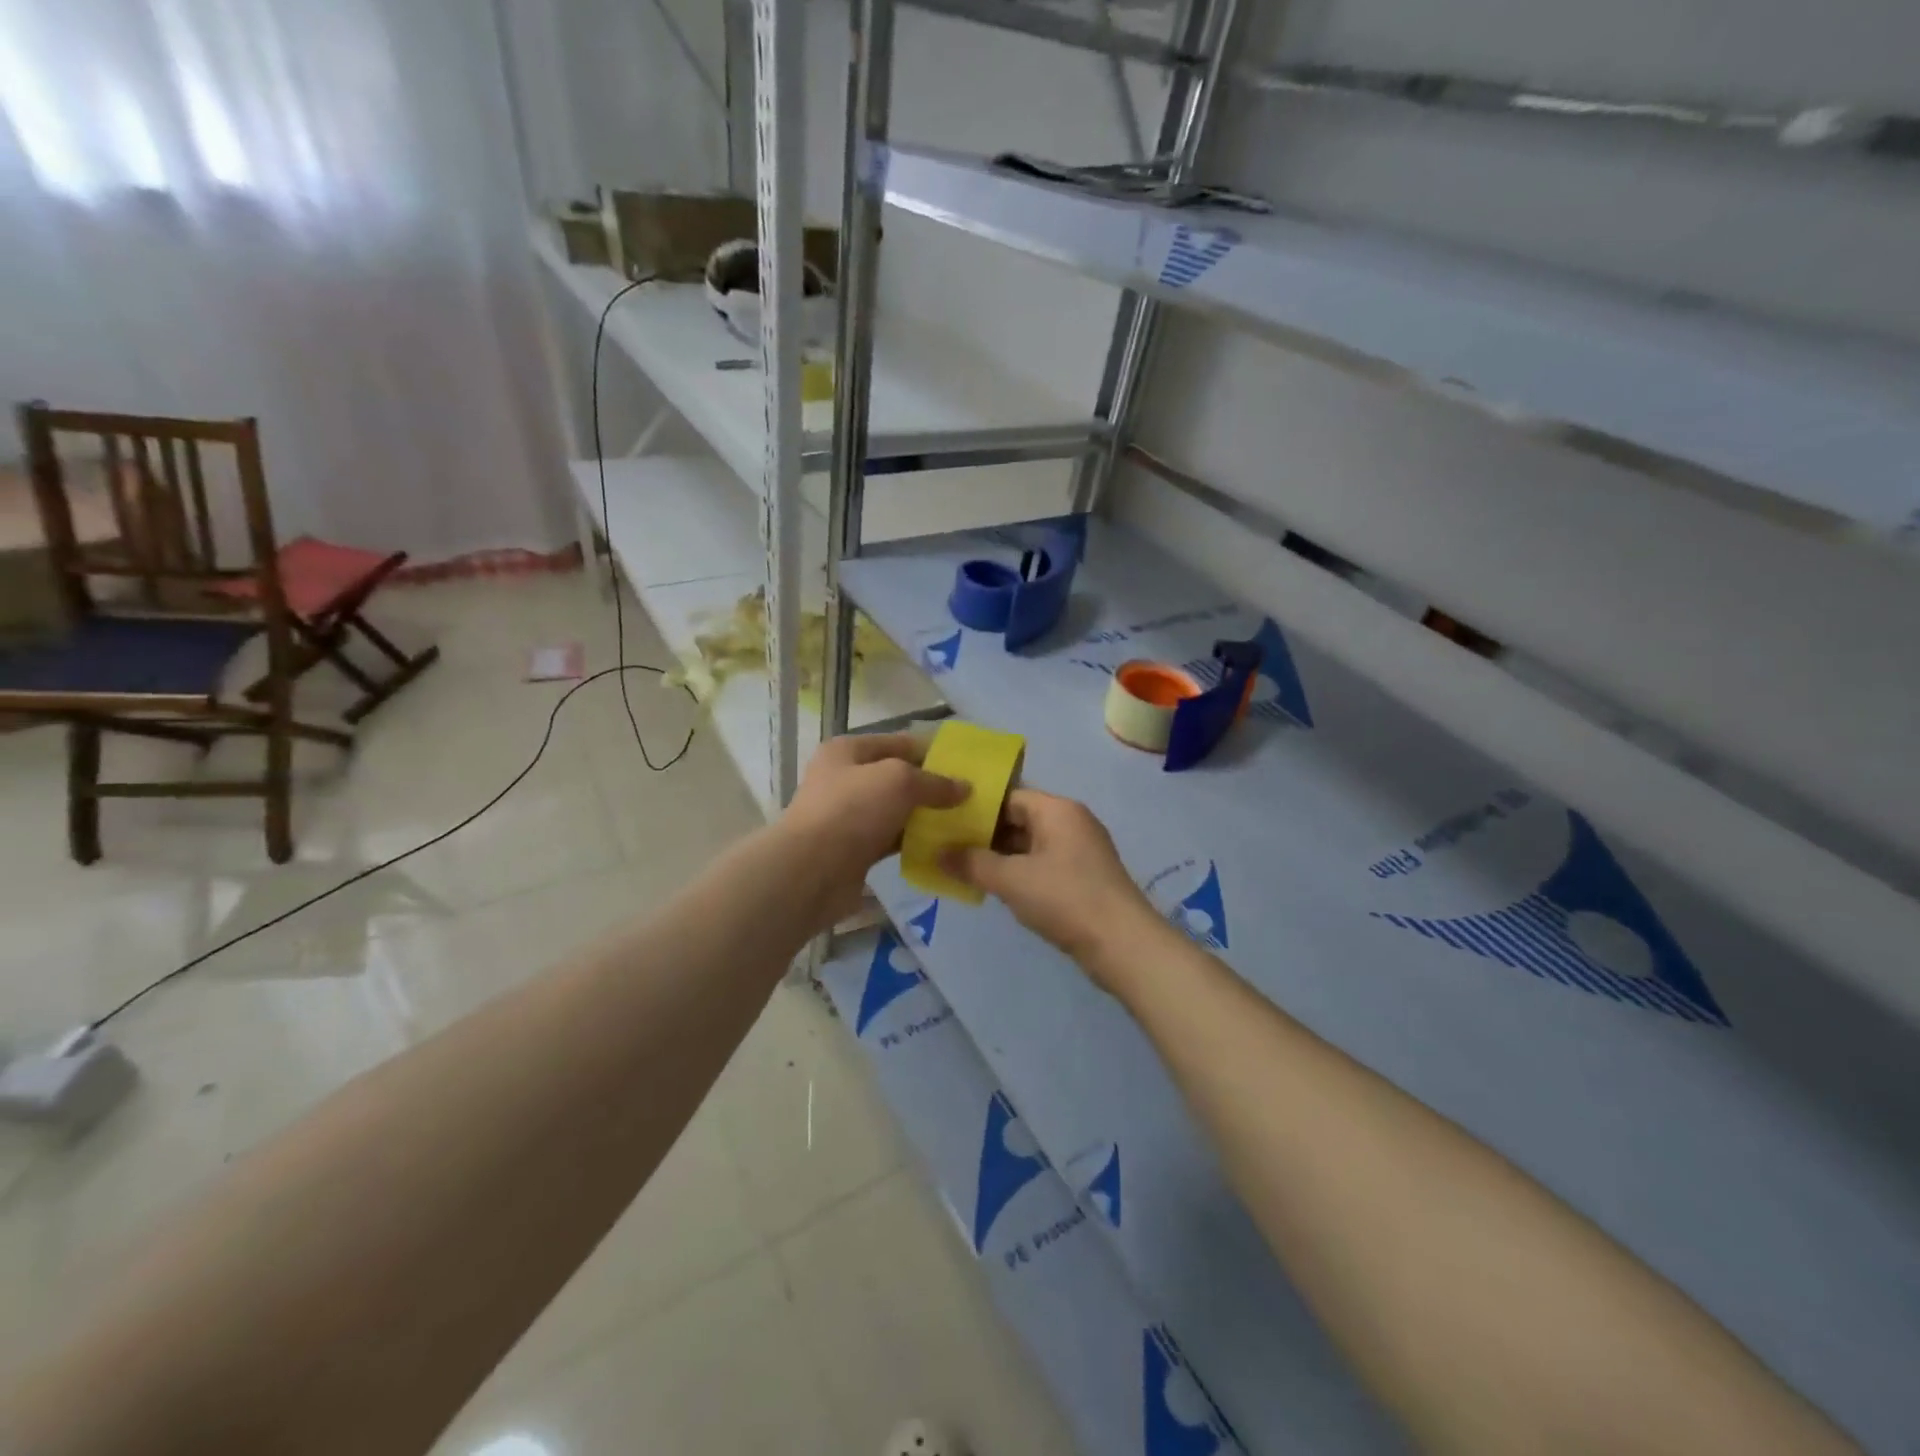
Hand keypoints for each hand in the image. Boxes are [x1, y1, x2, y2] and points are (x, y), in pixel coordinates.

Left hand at [780, 731, 967, 920]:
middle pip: (897, 778)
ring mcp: (848, 817)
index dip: (931, 751)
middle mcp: (844, 779)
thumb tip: (964, 788)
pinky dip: (912, 842)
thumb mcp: (899, 781)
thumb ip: (934, 782)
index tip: (965, 766)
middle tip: (969, 798)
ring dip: (924, 817)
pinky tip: (941, 847)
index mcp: (847, 751)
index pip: (898, 742)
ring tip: (962, 823)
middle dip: (931, 787)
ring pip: (896, 811)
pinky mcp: (854, 850)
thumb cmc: (852, 811)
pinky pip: (891, 840)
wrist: (811, 872)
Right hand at [941, 789, 1162, 988]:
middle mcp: (1071, 821)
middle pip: (1020, 819)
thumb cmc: (1065, 898)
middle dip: (985, 835)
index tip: (946, 823)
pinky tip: (997, 889)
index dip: (976, 809)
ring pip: (1031, 844)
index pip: (1009, 796)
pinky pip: (1044, 864)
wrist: (1122, 944)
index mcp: (1057, 809)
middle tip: (948, 848)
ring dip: (1001, 857)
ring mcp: (1081, 850)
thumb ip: (972, 863)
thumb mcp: (1011, 880)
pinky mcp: (1084, 877)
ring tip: (965, 869)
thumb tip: (938, 854)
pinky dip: (1020, 872)